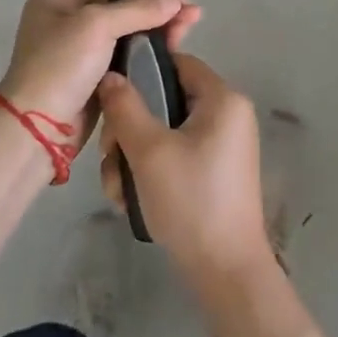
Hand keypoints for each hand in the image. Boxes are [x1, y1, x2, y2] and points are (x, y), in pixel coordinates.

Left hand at [0, 0, 201, 134]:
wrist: (39, 129)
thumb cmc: (61, 65)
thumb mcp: (97, 25)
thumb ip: (138, 9)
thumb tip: (176, 0)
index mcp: (57, 0)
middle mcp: (67, 22)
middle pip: (119, 6)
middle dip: (156, 9)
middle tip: (191, 14)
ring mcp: (80, 53)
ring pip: (126, 34)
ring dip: (156, 31)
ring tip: (189, 30)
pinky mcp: (93, 79)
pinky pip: (125, 58)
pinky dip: (146, 54)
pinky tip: (172, 51)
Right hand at [97, 54, 272, 290]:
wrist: (226, 274)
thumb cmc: (190, 201)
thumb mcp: (149, 151)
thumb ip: (125, 107)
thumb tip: (110, 75)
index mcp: (223, 99)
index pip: (177, 62)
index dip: (141, 73)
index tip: (112, 98)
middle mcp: (227, 115)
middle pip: (166, 100)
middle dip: (130, 129)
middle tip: (110, 156)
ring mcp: (222, 146)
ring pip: (165, 132)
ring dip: (134, 156)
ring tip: (116, 190)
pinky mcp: (214, 173)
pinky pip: (176, 154)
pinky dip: (152, 171)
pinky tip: (130, 200)